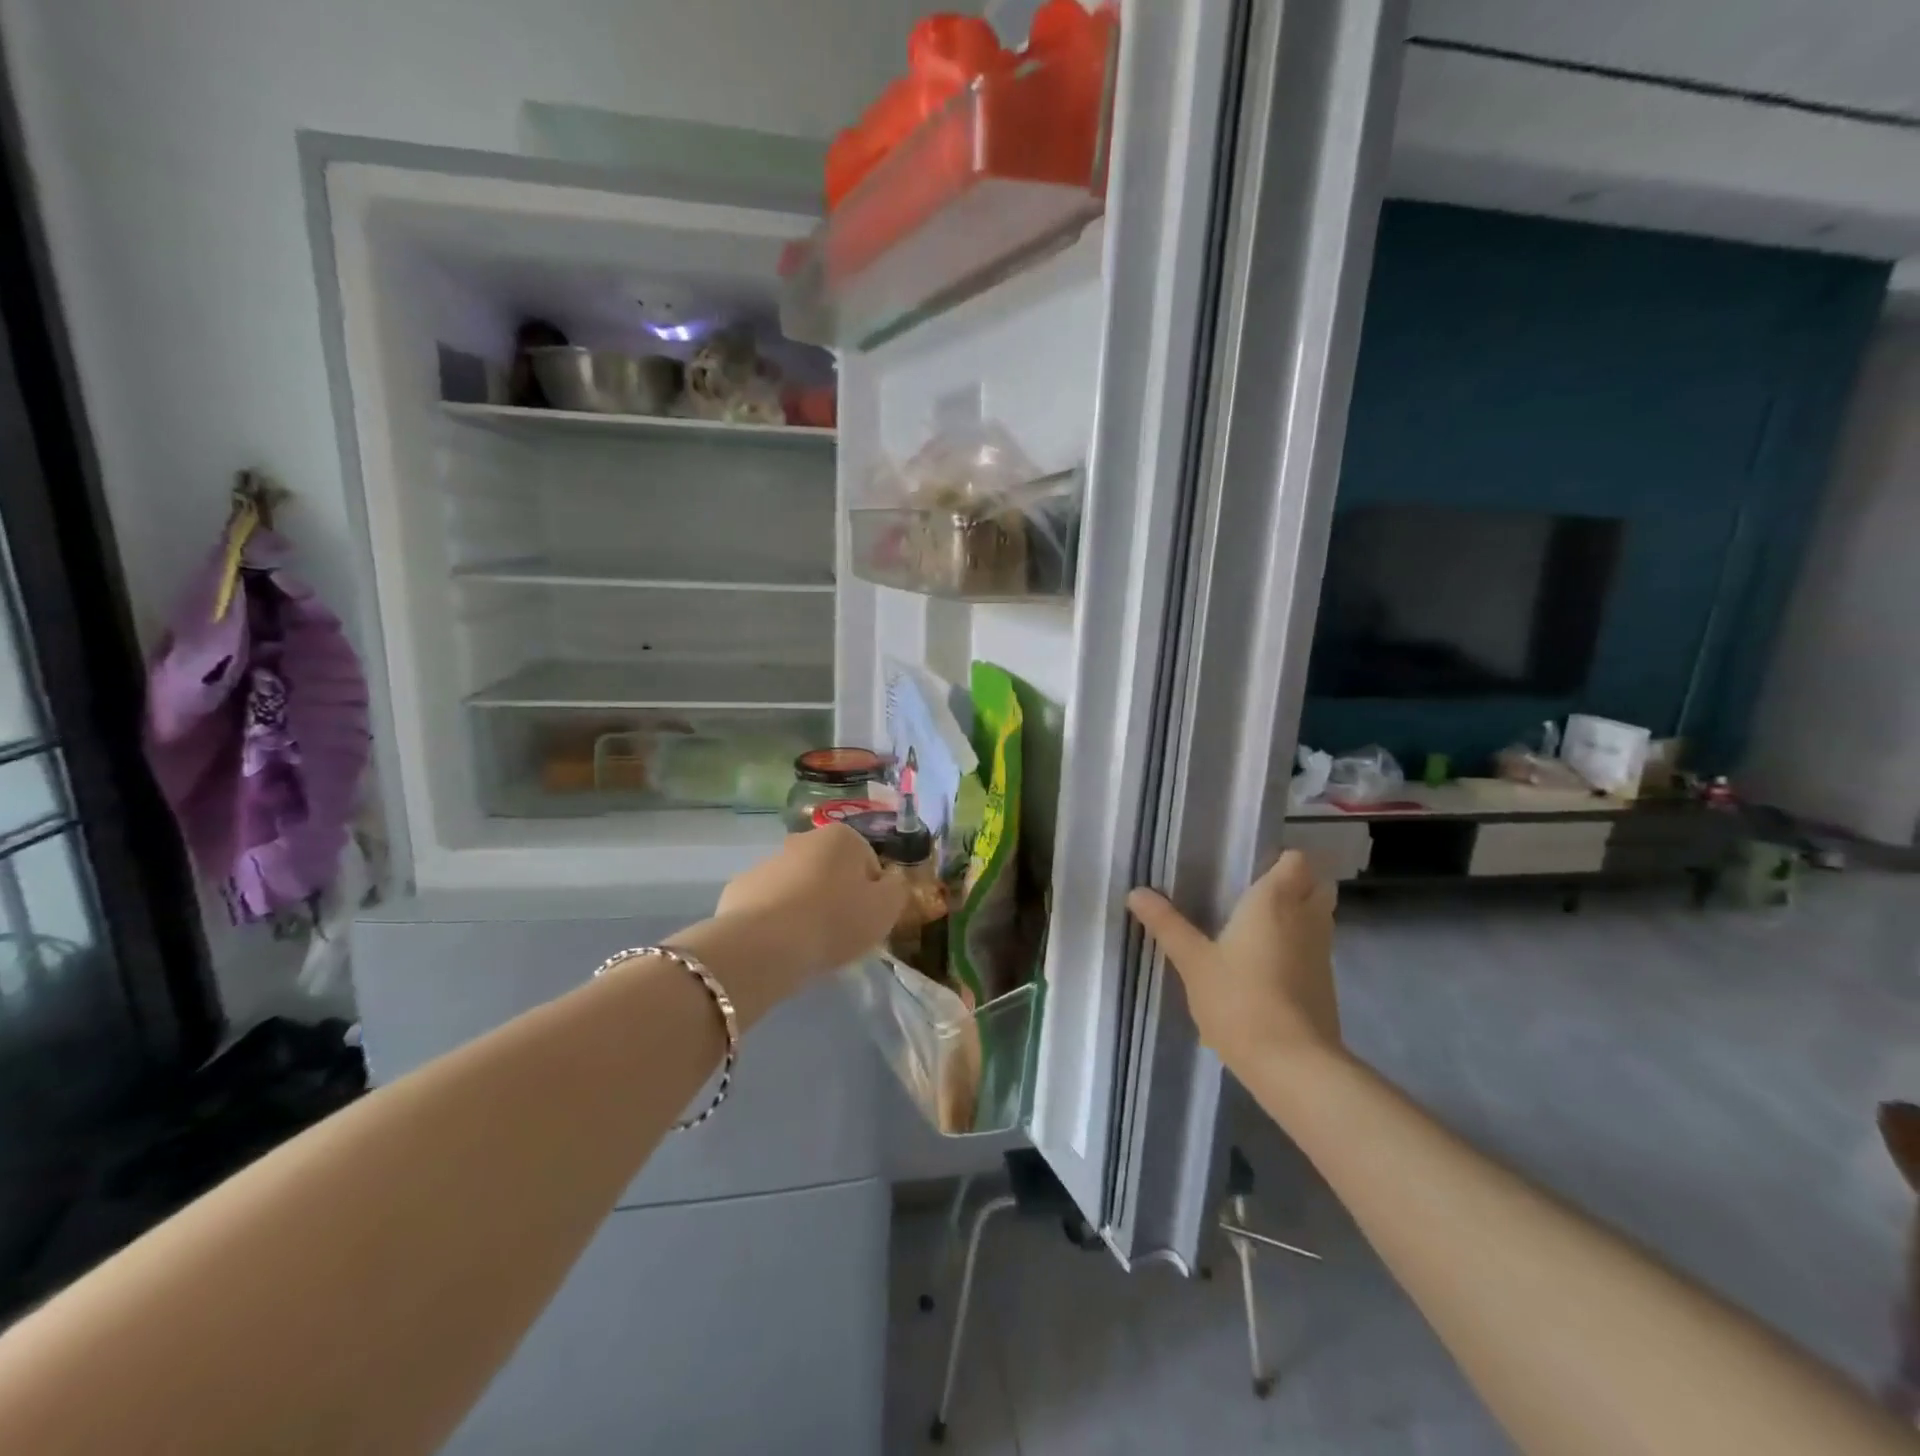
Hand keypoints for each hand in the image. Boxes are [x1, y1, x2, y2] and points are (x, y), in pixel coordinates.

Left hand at [714, 824, 906, 982]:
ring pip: (798, 885)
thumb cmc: (835, 920)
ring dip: (805, 906)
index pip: (868, 862)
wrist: (766, 945)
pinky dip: (776, 919)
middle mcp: (802, 839)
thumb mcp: (887, 908)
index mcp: (841, 837)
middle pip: (831, 870)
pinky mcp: (739, 889)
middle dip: (836, 894)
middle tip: (840, 931)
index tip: (867, 919)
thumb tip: (890, 882)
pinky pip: (768, 904)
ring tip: (808, 943)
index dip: (872, 893)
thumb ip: (897, 889)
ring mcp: (767, 862)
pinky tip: (780, 944)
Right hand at [1127, 850, 1342, 1078]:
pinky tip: (1265, 963)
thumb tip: (1136, 892)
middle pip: (1316, 883)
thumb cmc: (1240, 1000)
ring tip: (1255, 925)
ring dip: (1297, 914)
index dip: (1278, 858)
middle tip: (1253, 893)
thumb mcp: (1193, 961)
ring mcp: (1322, 952)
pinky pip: (1315, 947)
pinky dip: (1298, 945)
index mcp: (1275, 901)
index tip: (1248, 866)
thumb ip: (1167, 924)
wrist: (1293, 1065)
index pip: (1296, 859)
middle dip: (1294, 882)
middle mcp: (1306, 918)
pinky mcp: (1325, 983)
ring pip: (1319, 916)